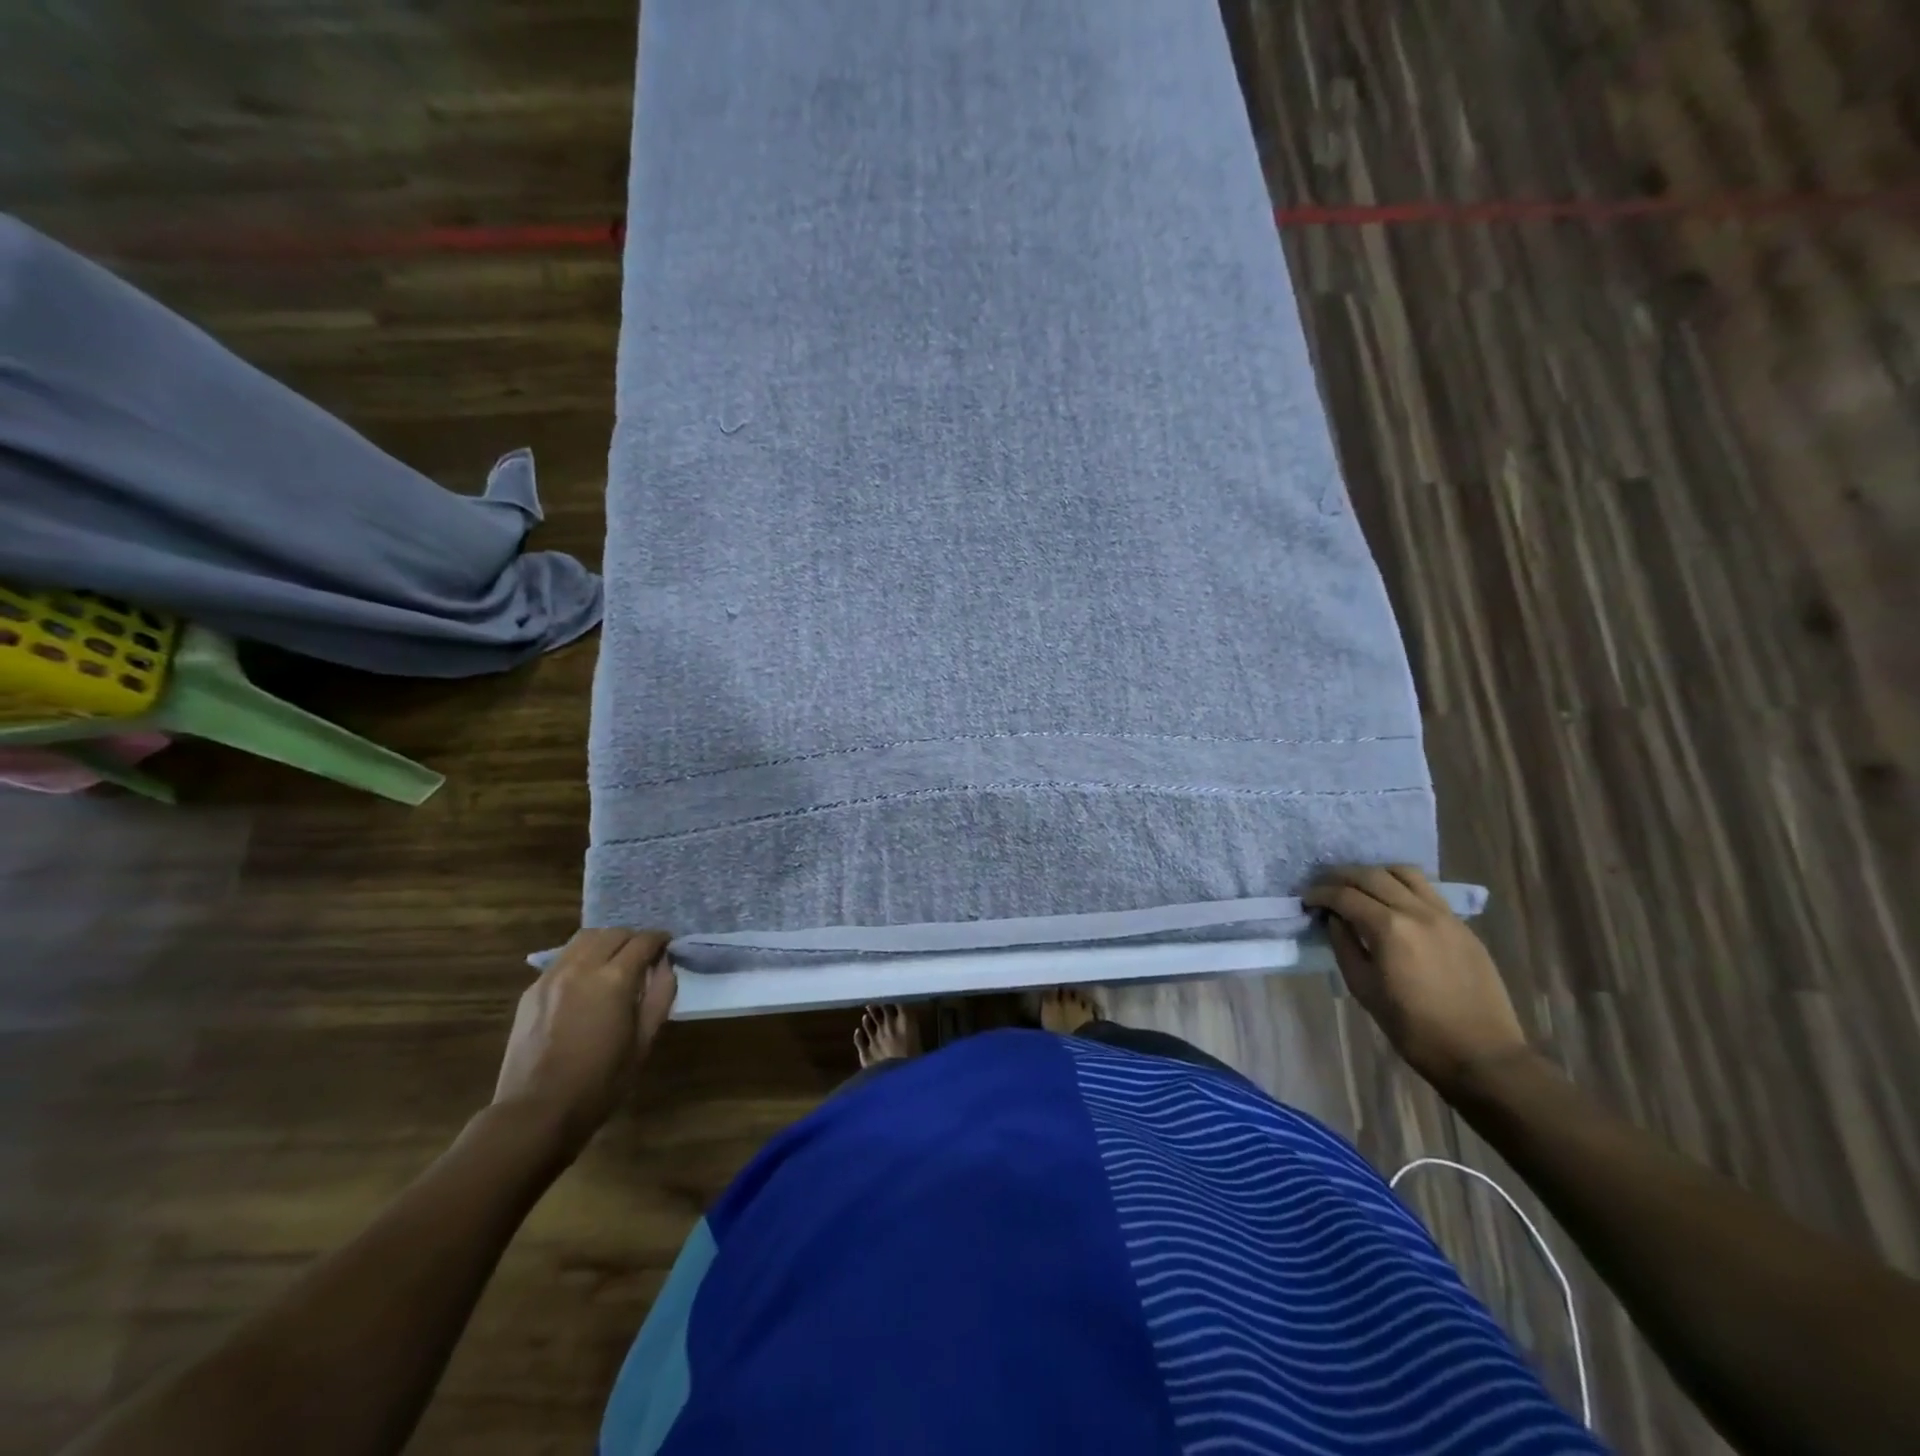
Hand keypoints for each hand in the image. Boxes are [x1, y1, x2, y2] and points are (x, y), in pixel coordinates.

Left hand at [493, 928, 676, 1150]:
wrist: (536, 1111)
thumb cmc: (600, 1082)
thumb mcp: (643, 1041)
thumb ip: (660, 996)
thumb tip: (665, 965)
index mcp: (614, 979)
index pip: (643, 941)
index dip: (660, 939)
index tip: (668, 946)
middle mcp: (582, 967)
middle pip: (614, 933)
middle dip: (634, 938)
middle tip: (645, 955)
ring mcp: (552, 976)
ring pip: (585, 938)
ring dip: (606, 941)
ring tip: (615, 960)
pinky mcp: (532, 989)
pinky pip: (563, 958)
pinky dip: (582, 956)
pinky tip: (586, 979)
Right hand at [1304, 867, 1529, 1094]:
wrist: (1481, 1053)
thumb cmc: (1413, 1028)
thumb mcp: (1364, 988)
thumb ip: (1344, 945)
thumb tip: (1335, 919)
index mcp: (1389, 928)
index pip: (1345, 896)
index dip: (1320, 894)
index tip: (1306, 899)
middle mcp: (1417, 911)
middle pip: (1371, 876)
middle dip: (1341, 876)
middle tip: (1323, 886)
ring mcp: (1445, 915)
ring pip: (1404, 873)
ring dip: (1375, 873)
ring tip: (1359, 887)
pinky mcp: (1462, 925)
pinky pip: (1427, 890)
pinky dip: (1402, 885)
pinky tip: (1392, 902)